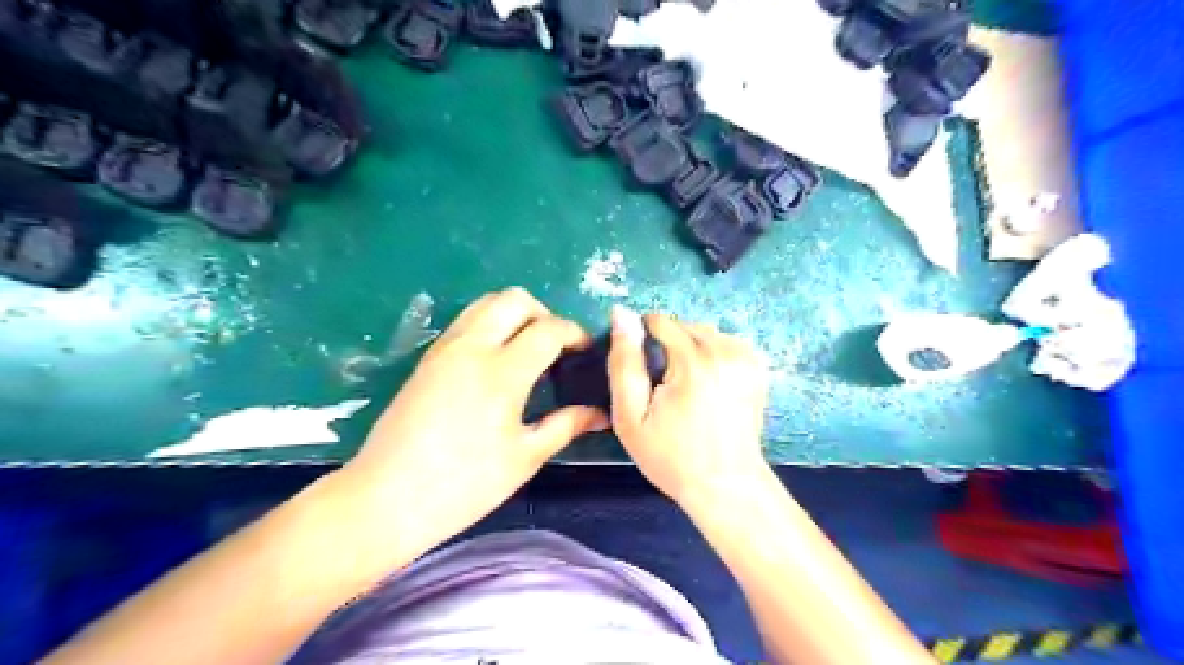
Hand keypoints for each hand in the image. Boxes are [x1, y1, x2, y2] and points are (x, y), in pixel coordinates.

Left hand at [339, 289, 605, 540]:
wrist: (386, 499)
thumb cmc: (464, 485)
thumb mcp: (524, 458)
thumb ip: (565, 426)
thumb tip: (598, 413)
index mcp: (502, 373)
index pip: (549, 329)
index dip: (574, 333)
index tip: (584, 350)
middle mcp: (472, 347)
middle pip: (515, 299)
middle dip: (544, 313)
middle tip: (555, 346)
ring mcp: (445, 349)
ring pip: (485, 303)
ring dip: (514, 314)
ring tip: (527, 348)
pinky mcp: (427, 358)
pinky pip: (465, 321)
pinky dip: (490, 324)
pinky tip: (496, 359)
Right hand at [605, 308, 771, 505]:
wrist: (726, 485)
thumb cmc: (672, 456)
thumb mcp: (631, 417)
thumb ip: (624, 363)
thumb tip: (622, 314)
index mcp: (693, 362)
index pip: (660, 321)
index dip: (643, 339)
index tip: (642, 368)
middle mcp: (724, 351)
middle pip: (684, 325)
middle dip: (668, 344)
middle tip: (663, 384)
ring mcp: (746, 358)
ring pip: (705, 331)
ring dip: (690, 347)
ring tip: (686, 385)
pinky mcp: (757, 367)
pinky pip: (725, 342)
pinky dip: (712, 353)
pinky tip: (708, 383)